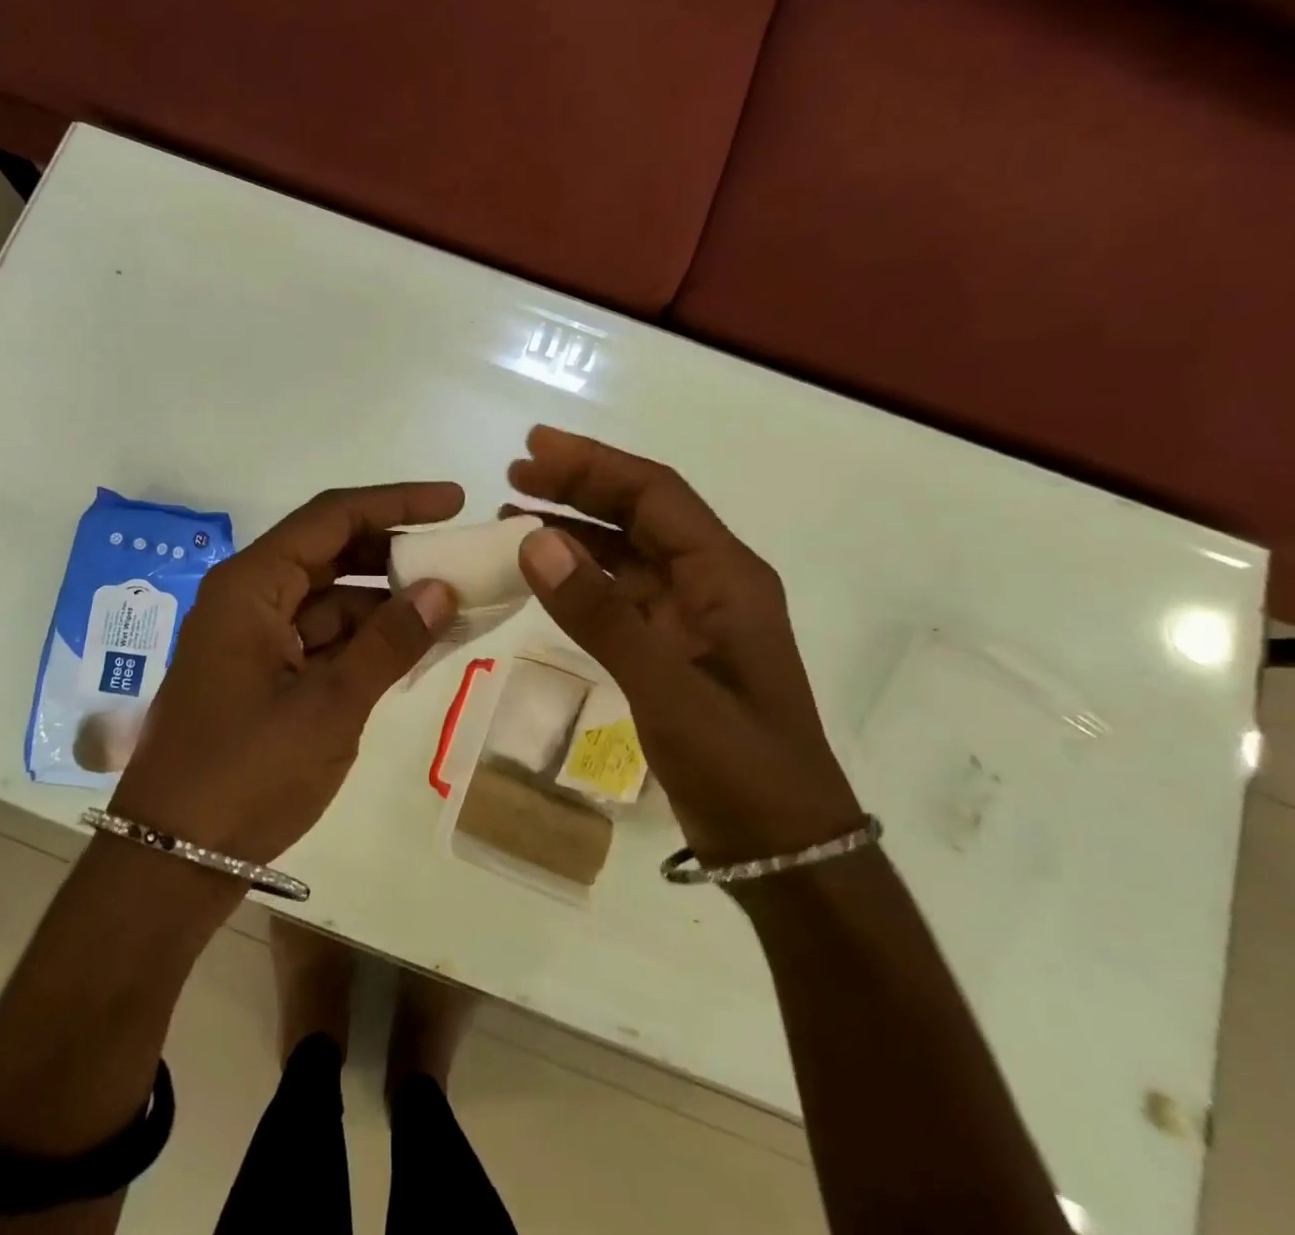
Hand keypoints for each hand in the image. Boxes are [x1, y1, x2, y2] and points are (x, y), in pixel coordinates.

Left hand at [109, 483, 461, 865]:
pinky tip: (413, 648)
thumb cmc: (246, 773)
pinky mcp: (263, 674)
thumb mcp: (329, 706)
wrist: (173, 858)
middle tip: (456, 556)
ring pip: (330, 598)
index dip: (397, 503)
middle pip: (330, 552)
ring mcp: (254, 637)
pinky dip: (365, 640)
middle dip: (394, 552)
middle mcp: (249, 598)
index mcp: (251, 585)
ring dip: (385, 601)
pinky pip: (322, 638)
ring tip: (451, 606)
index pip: (332, 517)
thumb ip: (389, 644)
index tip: (454, 502)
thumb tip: (442, 590)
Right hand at [508, 426, 861, 867]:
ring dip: (575, 529)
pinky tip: (544, 574)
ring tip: (514, 513)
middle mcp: (711, 582)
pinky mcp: (673, 647)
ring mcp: (691, 616)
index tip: (535, 447)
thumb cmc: (738, 764)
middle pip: (640, 514)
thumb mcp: (666, 687)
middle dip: (579, 487)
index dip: (594, 464)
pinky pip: (620, 593)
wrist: (781, 847)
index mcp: (725, 574)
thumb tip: (533, 540)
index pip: (655, 494)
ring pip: (627, 552)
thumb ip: (600, 614)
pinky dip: (580, 577)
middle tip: (515, 473)